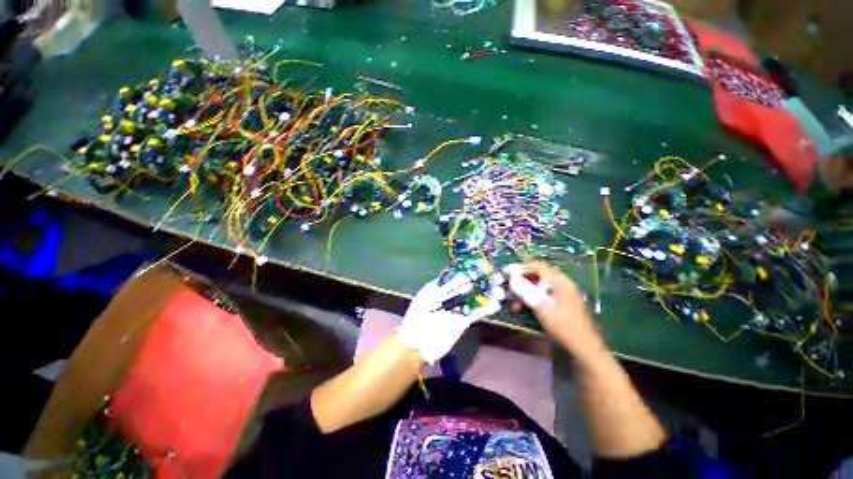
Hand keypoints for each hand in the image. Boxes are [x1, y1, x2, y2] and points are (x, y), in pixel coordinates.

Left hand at [397, 274, 502, 363]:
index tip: (480, 271)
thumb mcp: (428, 295)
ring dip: (486, 296)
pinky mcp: (462, 322)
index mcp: (439, 289)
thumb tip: (458, 274)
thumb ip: (443, 285)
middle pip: (467, 288)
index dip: (468, 274)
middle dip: (481, 283)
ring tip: (499, 292)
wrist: (418, 343)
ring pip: (473, 300)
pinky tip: (495, 305)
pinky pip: (475, 314)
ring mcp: (456, 310)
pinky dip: (485, 309)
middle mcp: (449, 297)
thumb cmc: (419, 315)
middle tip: (496, 279)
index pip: (456, 278)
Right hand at [504, 262, 605, 360]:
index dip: (520, 268)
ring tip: (513, 302)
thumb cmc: (562, 324)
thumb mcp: (540, 306)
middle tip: (507, 286)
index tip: (506, 272)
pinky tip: (522, 308)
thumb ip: (525, 290)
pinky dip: (531, 298)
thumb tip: (511, 278)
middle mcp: (561, 284)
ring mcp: (562, 294)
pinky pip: (542, 295)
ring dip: (524, 291)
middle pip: (537, 275)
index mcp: (560, 281)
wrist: (582, 346)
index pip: (537, 267)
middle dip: (520, 280)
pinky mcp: (561, 303)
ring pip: (538, 286)